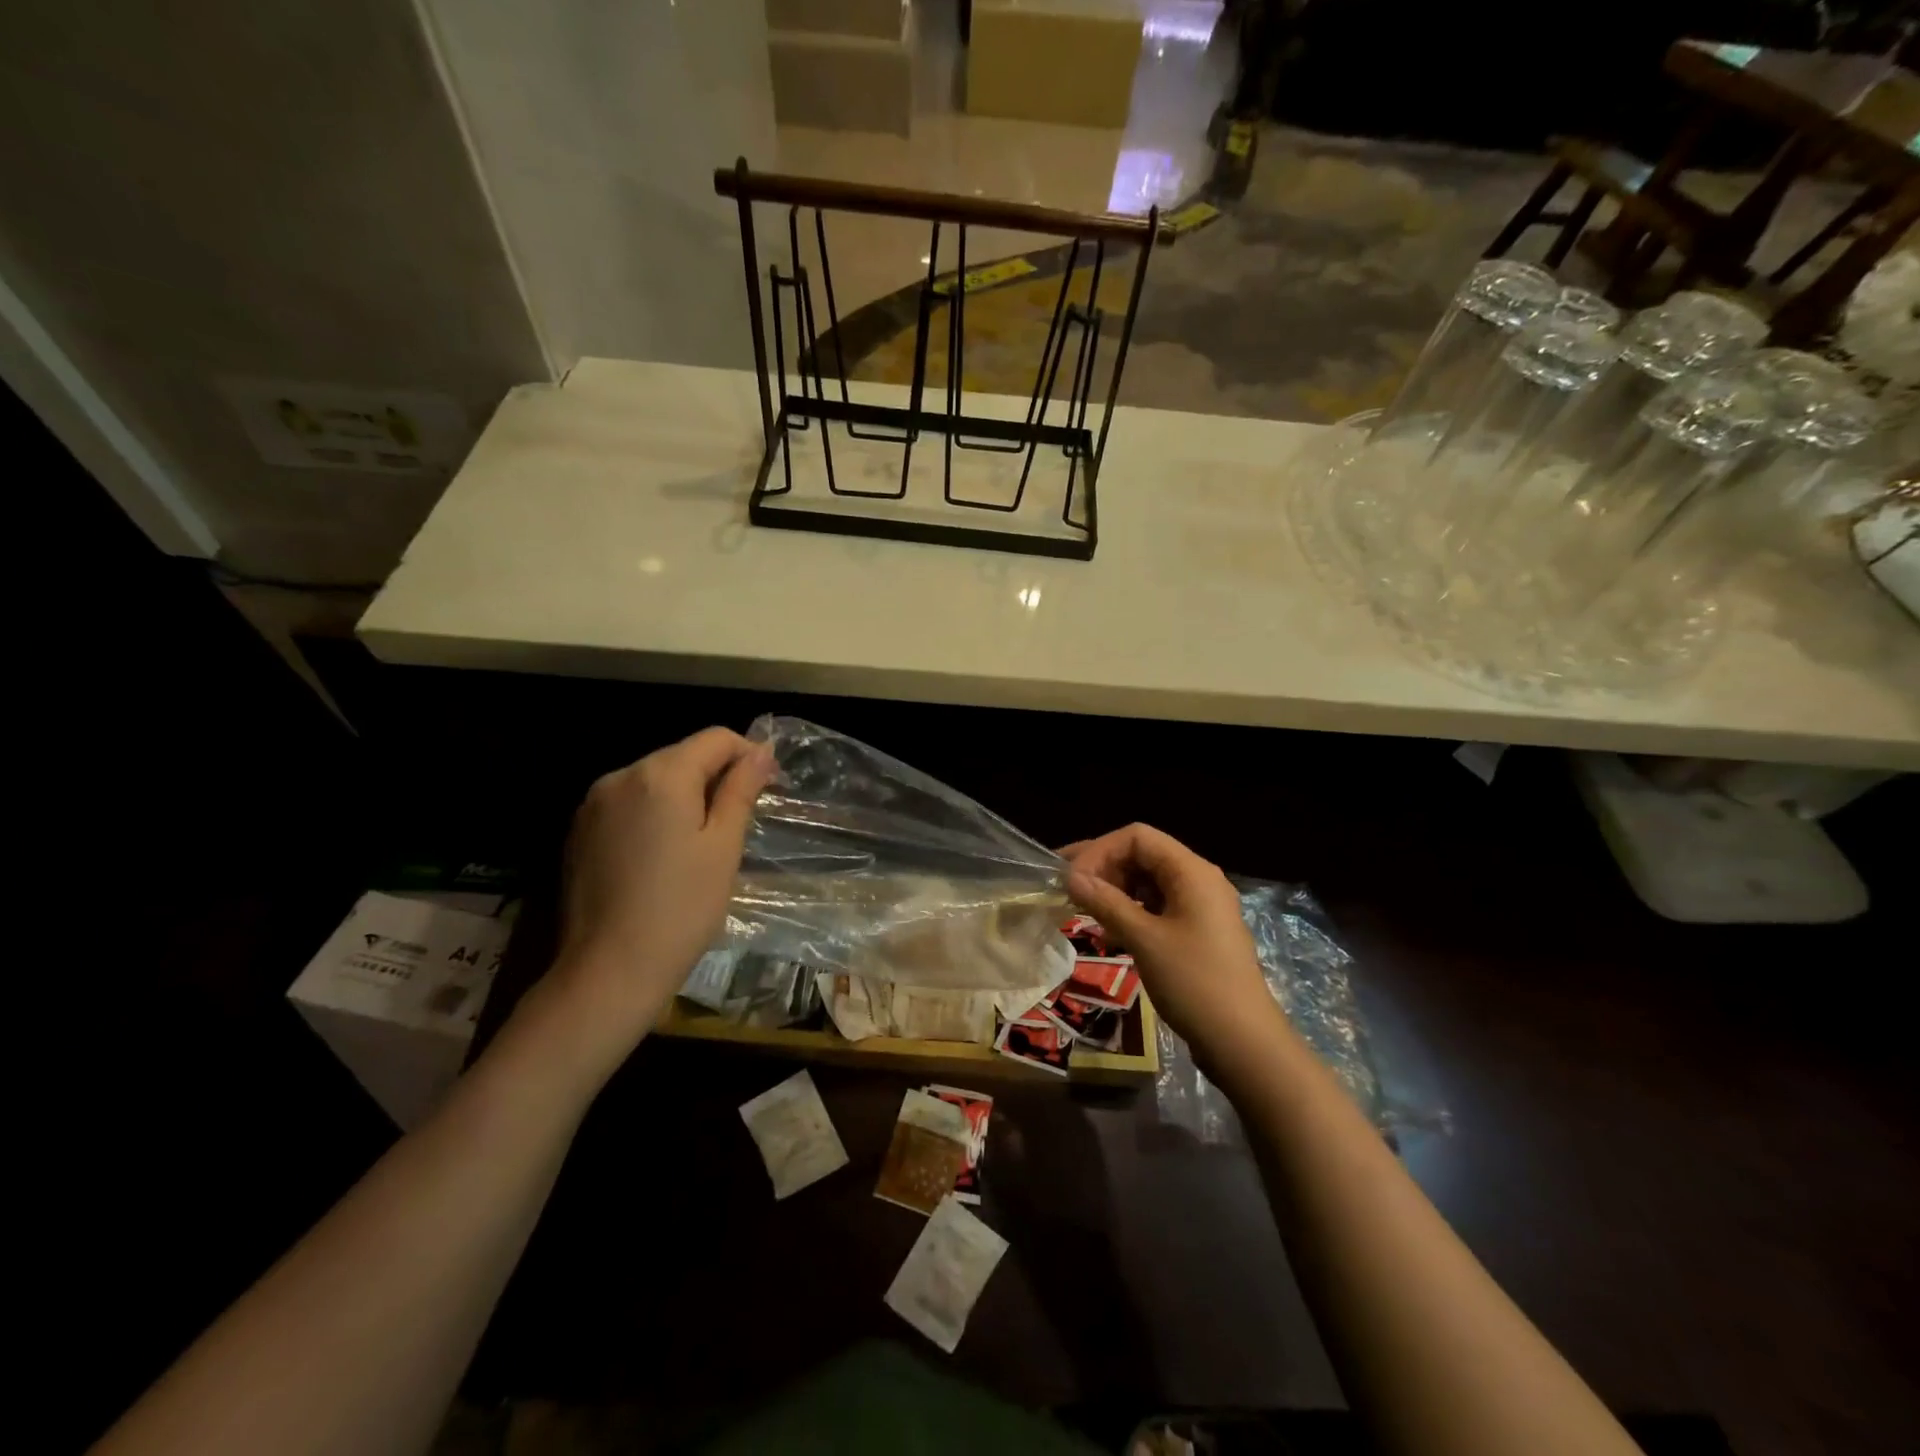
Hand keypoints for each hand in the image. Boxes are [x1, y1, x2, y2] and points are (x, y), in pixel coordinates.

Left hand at [553, 727, 773, 1033]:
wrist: (609, 970)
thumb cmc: (682, 908)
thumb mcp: (723, 846)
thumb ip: (740, 790)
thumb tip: (760, 752)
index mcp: (661, 775)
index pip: (715, 739)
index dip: (748, 753)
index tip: (769, 784)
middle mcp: (621, 777)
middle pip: (681, 756)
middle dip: (715, 775)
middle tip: (741, 818)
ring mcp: (593, 804)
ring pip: (653, 780)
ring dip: (684, 795)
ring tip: (703, 840)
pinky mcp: (579, 832)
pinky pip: (628, 804)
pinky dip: (654, 814)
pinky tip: (664, 854)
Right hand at [1063, 824, 1285, 1068]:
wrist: (1243, 1042)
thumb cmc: (1194, 983)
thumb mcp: (1144, 940)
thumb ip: (1106, 902)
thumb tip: (1071, 877)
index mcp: (1192, 871)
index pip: (1137, 837)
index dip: (1100, 851)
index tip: (1071, 880)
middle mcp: (1199, 879)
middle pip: (1143, 855)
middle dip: (1104, 868)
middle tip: (1068, 891)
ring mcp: (1201, 906)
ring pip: (1149, 882)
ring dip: (1115, 891)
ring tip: (1085, 912)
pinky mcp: (1198, 931)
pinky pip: (1158, 906)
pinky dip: (1131, 912)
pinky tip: (1110, 934)